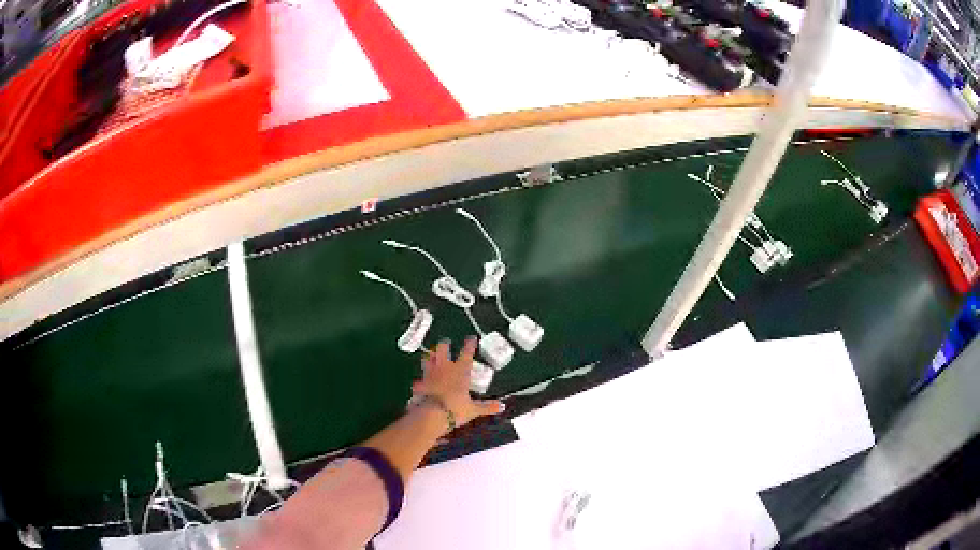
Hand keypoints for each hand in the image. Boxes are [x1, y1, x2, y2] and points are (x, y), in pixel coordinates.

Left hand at [412, 337, 504, 427]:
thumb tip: (502, 406)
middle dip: (444, 345)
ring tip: (431, 356)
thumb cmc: (456, 409)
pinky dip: (421, 380)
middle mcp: (444, 369)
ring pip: (427, 359)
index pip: (466, 353)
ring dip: (430, 357)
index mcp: (460, 371)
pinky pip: (419, 378)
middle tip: (446, 343)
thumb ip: (487, 407)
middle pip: (442, 350)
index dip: (469, 345)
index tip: (471, 338)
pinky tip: (421, 382)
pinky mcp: (420, 383)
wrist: (432, 415)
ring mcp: (430, 374)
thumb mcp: (474, 409)